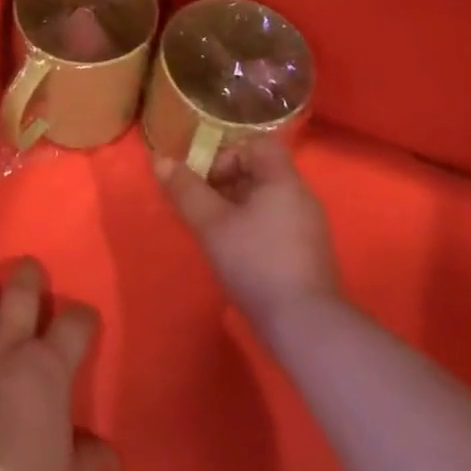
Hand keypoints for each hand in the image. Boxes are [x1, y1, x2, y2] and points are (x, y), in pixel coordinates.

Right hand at [153, 138, 341, 331]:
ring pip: (267, 200)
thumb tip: (160, 159)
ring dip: (237, 207)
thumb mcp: (212, 224)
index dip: (228, 153)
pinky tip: (238, 254)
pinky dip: (254, 227)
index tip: (206, 180)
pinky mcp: (310, 253)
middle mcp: (302, 196)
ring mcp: (310, 227)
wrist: (306, 325)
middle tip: (203, 206)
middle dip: (227, 183)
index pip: (258, 144)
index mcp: (283, 180)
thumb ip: (186, 189)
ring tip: (215, 231)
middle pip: (260, 171)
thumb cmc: (256, 262)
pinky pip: (277, 223)